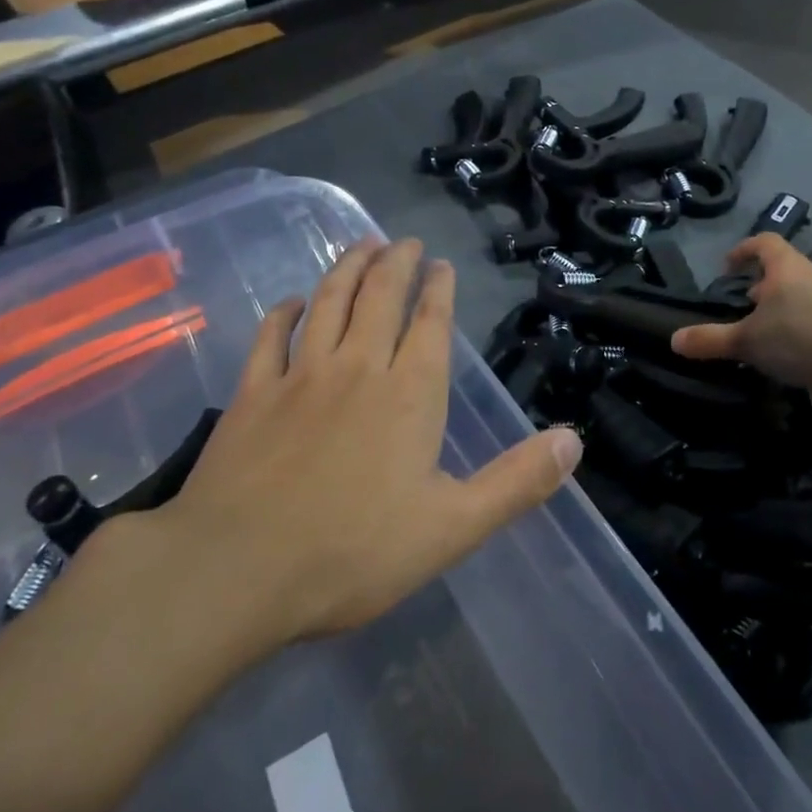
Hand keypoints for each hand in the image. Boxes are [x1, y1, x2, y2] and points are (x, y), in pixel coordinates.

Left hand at [157, 239, 582, 649]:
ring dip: (347, 268)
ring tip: (361, 244)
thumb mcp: (451, 528)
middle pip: (380, 296)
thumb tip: (574, 442)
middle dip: (396, 262)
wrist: (237, 570)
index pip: (430, 323)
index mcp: (409, 394)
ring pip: (329, 302)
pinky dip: (284, 312)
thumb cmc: (352, 553)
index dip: (438, 289)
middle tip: (404, 241)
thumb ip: (515, 483)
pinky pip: (271, 337)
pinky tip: (292, 300)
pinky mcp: (253, 392)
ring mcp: (301, 375)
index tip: (441, 264)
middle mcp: (357, 367)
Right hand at [671, 234, 811, 420]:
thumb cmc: (800, 338)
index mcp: (786, 268)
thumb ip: (710, 339)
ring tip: (755, 330)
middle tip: (738, 303)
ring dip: (774, 309)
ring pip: (795, 296)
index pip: (763, 242)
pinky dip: (790, 329)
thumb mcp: (747, 340)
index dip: (743, 250)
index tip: (727, 268)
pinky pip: (807, 319)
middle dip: (758, 283)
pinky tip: (778, 353)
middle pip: (780, 270)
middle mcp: (808, 278)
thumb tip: (674, 340)